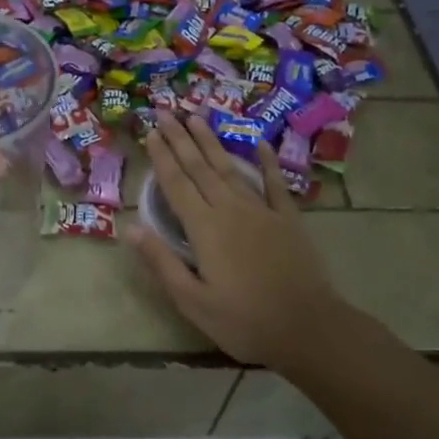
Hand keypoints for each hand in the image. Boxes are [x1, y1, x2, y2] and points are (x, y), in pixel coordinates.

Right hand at [129, 111, 348, 365]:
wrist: (308, 327)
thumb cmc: (243, 320)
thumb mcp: (192, 300)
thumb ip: (161, 262)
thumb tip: (130, 228)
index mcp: (204, 228)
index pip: (176, 184)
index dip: (162, 157)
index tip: (151, 131)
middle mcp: (230, 209)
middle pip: (200, 167)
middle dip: (181, 138)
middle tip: (167, 111)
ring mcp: (262, 211)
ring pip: (231, 168)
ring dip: (212, 143)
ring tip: (198, 117)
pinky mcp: (288, 219)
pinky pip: (274, 183)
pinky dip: (266, 162)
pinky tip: (258, 143)